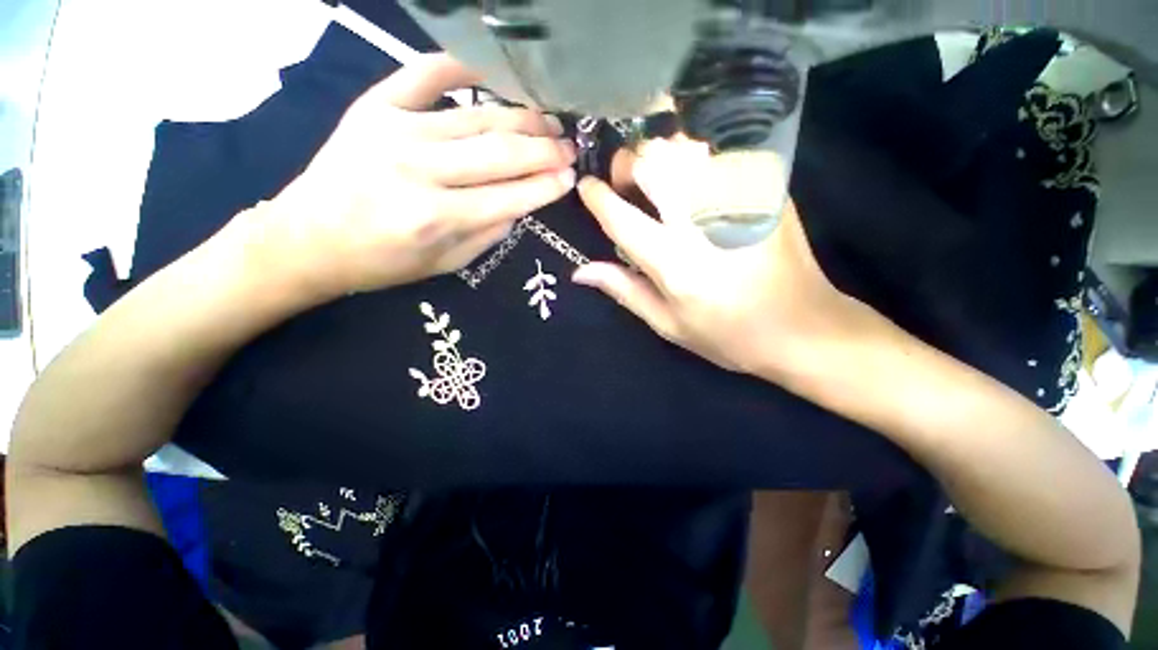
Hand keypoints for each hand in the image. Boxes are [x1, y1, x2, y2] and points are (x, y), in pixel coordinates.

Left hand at [239, 53, 576, 300]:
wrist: (307, 239)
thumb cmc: (381, 262)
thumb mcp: (445, 264)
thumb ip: (488, 235)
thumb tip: (521, 205)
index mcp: (437, 218)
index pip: (510, 197)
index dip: (546, 186)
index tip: (571, 177)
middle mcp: (420, 171)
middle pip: (500, 153)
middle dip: (544, 150)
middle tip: (569, 147)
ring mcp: (396, 131)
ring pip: (476, 118)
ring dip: (520, 118)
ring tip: (547, 120)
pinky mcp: (374, 108)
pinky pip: (423, 75)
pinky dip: (460, 68)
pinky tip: (491, 69)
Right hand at [574, 140, 866, 377]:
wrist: (803, 327)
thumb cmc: (728, 334)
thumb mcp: (667, 324)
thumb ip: (624, 290)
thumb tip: (581, 270)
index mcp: (673, 261)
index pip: (620, 216)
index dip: (596, 197)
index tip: (587, 189)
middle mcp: (701, 221)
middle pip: (652, 162)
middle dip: (627, 163)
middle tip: (625, 182)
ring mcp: (738, 197)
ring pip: (685, 145)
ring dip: (660, 153)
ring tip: (657, 178)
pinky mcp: (767, 188)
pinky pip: (720, 150)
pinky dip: (694, 154)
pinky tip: (693, 177)